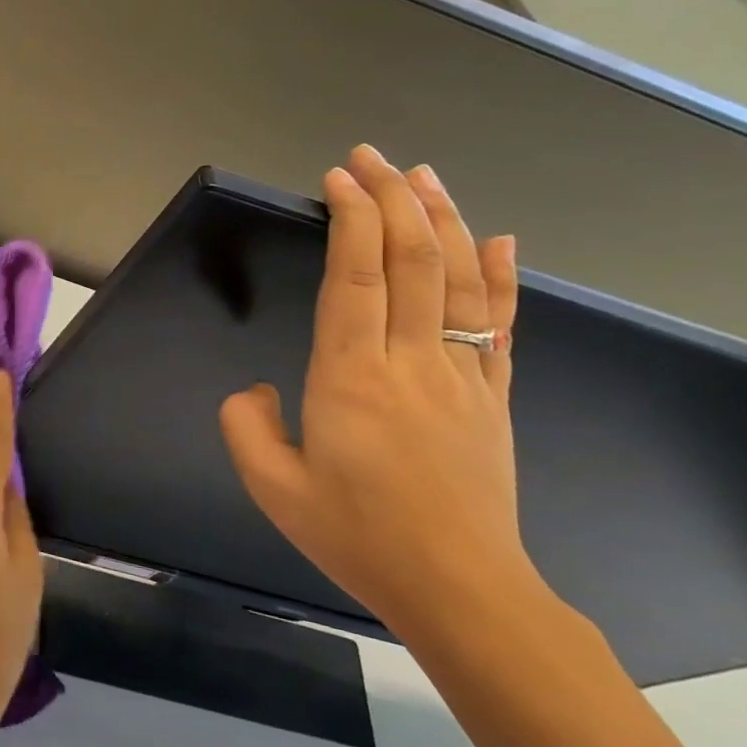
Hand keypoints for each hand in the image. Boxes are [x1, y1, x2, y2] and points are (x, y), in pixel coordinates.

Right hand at [219, 144, 536, 642]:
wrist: (460, 589)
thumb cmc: (356, 534)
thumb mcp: (271, 486)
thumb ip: (244, 425)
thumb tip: (254, 389)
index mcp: (350, 378)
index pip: (356, 277)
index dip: (351, 219)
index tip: (337, 179)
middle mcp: (410, 362)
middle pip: (411, 262)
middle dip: (391, 200)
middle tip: (368, 158)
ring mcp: (461, 376)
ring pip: (459, 281)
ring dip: (443, 221)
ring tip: (424, 176)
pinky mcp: (492, 397)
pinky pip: (500, 326)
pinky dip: (501, 277)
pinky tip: (500, 240)